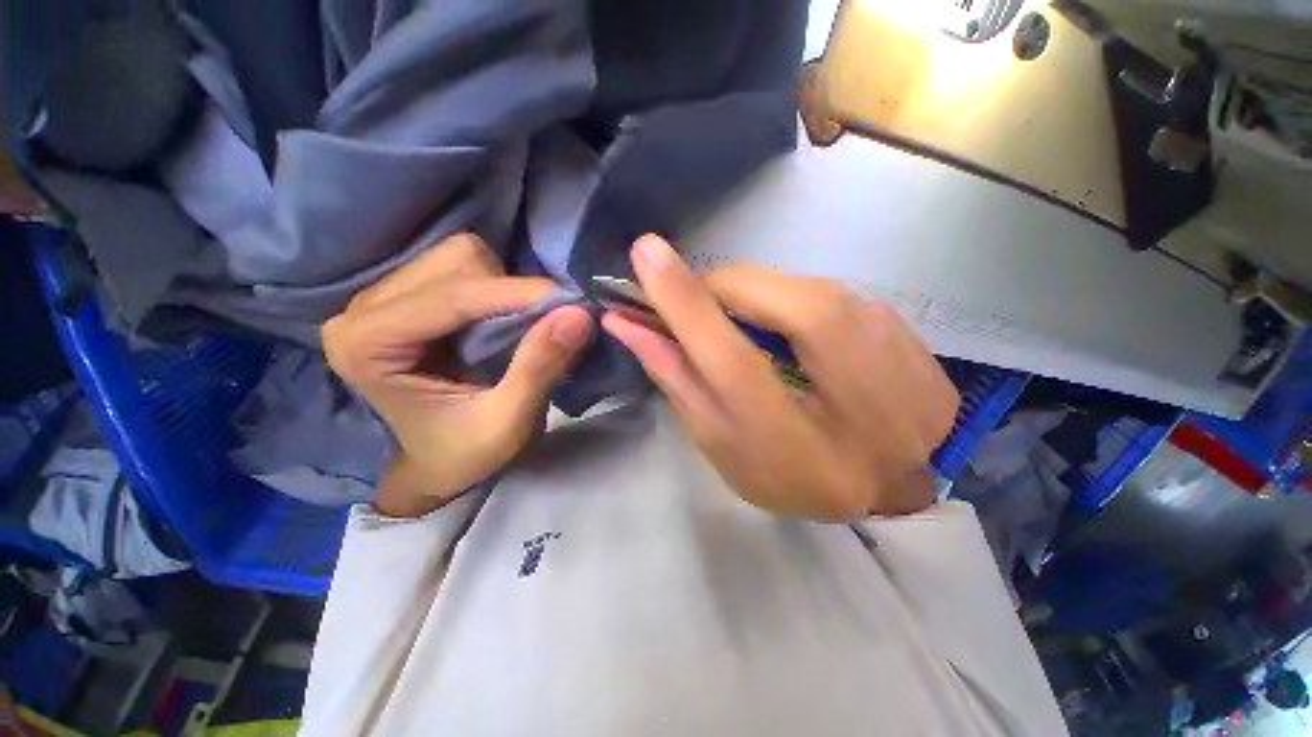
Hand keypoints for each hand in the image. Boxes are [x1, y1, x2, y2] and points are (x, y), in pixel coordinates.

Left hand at [322, 233, 593, 516]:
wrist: (437, 464)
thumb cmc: (464, 454)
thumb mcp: (507, 423)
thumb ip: (539, 368)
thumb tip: (578, 314)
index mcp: (368, 346)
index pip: (451, 297)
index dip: (516, 294)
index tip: (571, 303)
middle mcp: (364, 309)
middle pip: (455, 264)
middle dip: (511, 291)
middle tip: (546, 324)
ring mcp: (385, 297)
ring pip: (461, 258)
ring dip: (506, 287)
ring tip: (521, 327)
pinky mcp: (410, 295)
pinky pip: (464, 266)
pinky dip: (500, 286)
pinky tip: (504, 319)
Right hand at [602, 235, 959, 520]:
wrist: (876, 493)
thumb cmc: (781, 474)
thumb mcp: (717, 439)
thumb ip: (677, 379)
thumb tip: (628, 323)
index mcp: (798, 456)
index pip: (734, 365)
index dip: (688, 306)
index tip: (647, 254)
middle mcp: (866, 419)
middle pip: (801, 313)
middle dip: (737, 285)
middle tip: (705, 291)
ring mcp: (911, 383)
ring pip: (826, 296)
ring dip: (771, 292)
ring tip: (748, 313)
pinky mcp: (925, 357)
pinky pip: (851, 300)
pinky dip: (808, 300)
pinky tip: (800, 328)